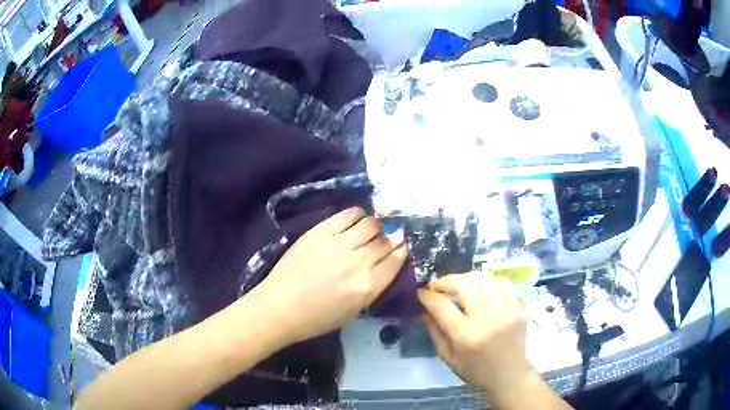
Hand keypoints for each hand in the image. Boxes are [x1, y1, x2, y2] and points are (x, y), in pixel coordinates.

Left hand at [248, 207, 406, 347]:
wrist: (279, 307)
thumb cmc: (317, 318)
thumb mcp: (354, 310)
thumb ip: (374, 285)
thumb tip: (387, 261)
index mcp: (366, 287)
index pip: (395, 260)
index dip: (401, 250)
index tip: (402, 246)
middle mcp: (357, 263)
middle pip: (385, 240)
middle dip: (391, 238)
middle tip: (387, 237)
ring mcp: (337, 244)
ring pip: (370, 224)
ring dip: (376, 225)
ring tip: (371, 229)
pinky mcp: (320, 232)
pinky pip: (348, 215)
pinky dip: (358, 214)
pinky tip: (357, 219)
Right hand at [418, 272, 532, 398]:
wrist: (509, 376)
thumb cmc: (476, 371)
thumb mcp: (449, 358)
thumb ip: (436, 333)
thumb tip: (425, 312)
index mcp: (466, 335)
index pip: (442, 306)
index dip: (428, 296)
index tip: (421, 292)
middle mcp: (487, 318)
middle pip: (465, 285)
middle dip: (447, 281)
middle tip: (439, 286)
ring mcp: (506, 311)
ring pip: (487, 279)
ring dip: (469, 278)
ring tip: (462, 284)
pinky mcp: (519, 308)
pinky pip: (505, 284)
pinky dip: (492, 282)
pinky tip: (485, 288)